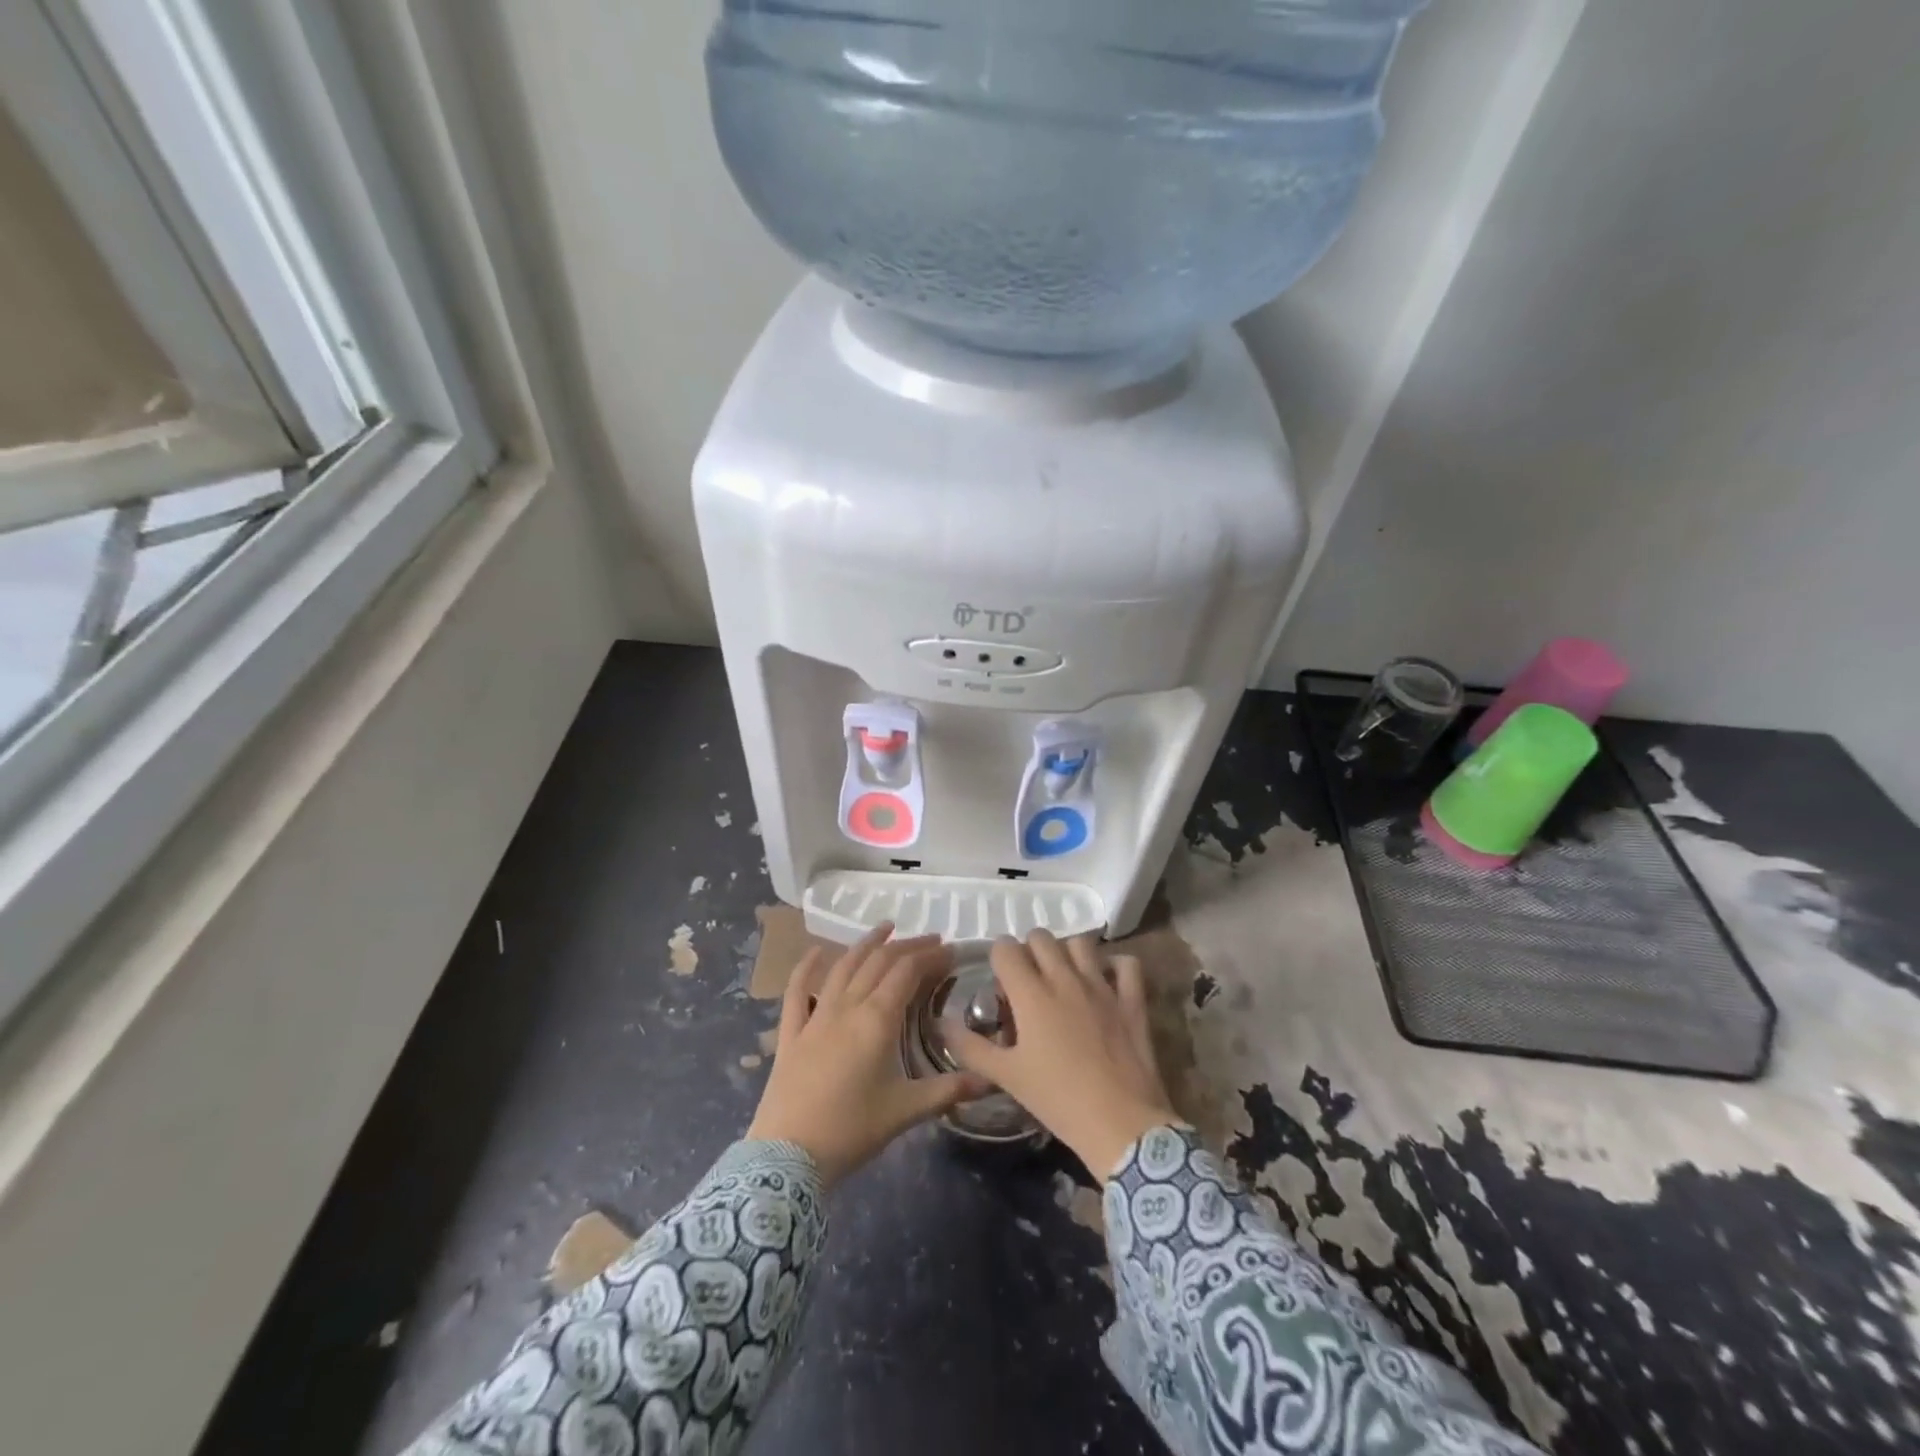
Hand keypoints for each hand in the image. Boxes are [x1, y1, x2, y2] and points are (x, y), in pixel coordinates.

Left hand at [746, 924, 986, 1188]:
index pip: (907, 972)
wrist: (787, 1156)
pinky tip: (816, 952)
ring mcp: (815, 1017)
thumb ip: (948, 1091)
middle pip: (879, 963)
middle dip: (907, 946)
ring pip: (843, 967)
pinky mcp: (791, 1033)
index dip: (930, 956)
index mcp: (877, 1020)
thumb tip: (989, 1080)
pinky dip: (807, 968)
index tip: (950, 950)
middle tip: (931, 939)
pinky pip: (797, 991)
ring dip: (866, 944)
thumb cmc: (851, 1131)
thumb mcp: (906, 1111)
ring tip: (886, 928)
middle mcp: (847, 1007)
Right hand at [948, 931, 1178, 1181]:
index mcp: (1031, 994)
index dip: (998, 959)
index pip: (1006, 949)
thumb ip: (971, 1047)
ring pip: (1081, 943)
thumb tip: (942, 1024)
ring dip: (1068, 952)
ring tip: (1064, 977)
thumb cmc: (1057, 1100)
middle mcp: (1065, 978)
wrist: (1120, 1124)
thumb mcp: (1007, 1077)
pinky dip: (1115, 966)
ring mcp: (1102, 985)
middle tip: (1028, 981)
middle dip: (1029, 950)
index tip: (1000, 982)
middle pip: (1041, 937)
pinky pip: (1126, 963)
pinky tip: (1107, 981)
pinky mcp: (1132, 999)